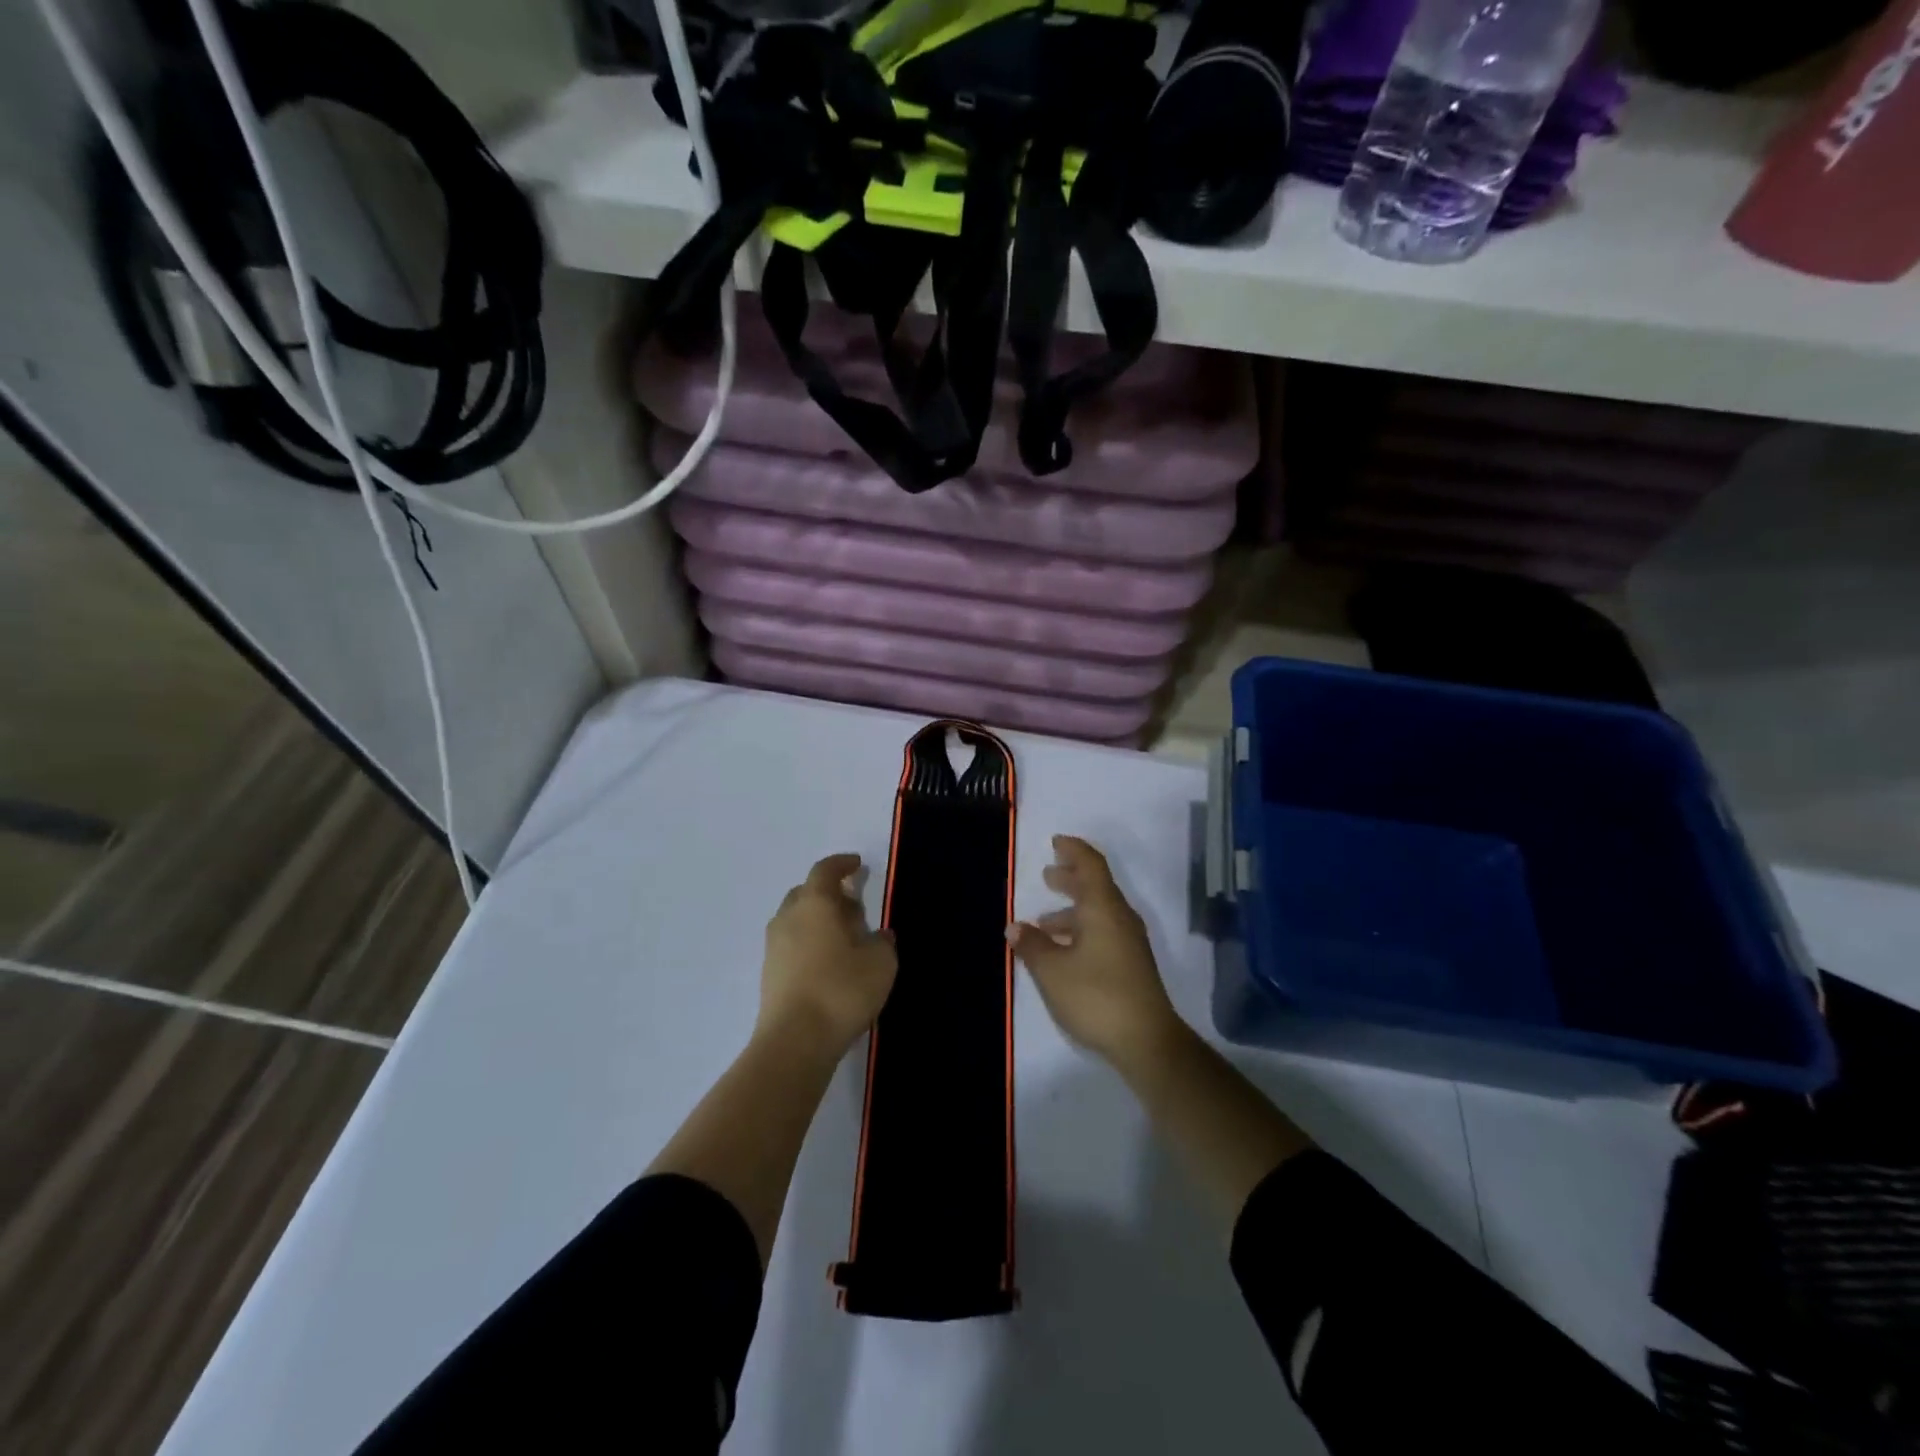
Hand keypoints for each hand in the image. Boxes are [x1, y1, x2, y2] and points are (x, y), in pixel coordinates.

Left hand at [758, 853, 896, 1059]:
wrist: (795, 1041)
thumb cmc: (841, 990)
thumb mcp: (880, 963)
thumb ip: (882, 942)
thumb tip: (878, 935)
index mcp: (815, 903)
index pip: (825, 870)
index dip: (842, 864)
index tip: (857, 865)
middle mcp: (789, 917)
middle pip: (807, 892)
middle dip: (830, 893)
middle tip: (855, 905)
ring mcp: (774, 946)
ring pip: (797, 919)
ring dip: (818, 920)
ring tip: (845, 938)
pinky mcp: (769, 973)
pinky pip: (791, 943)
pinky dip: (809, 942)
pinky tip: (829, 963)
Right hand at [1008, 836, 1182, 1071]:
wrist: (1147, 1041)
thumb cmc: (1096, 996)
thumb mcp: (1052, 971)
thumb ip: (1032, 945)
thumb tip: (1015, 927)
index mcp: (1103, 908)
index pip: (1091, 865)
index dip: (1073, 850)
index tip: (1056, 842)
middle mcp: (1119, 917)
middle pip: (1095, 886)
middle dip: (1070, 878)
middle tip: (1047, 874)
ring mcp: (1129, 941)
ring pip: (1098, 912)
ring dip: (1072, 910)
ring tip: (1043, 922)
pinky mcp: (1131, 963)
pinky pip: (1103, 931)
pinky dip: (1080, 929)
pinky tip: (1062, 950)